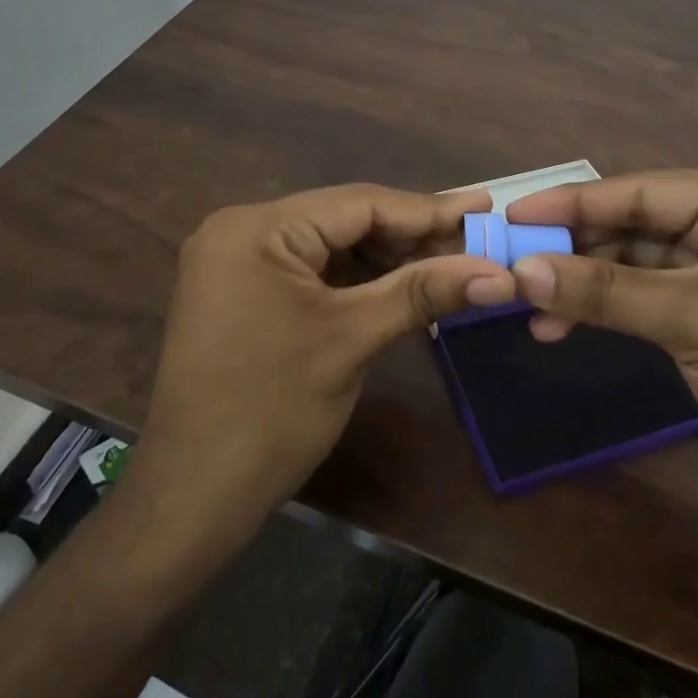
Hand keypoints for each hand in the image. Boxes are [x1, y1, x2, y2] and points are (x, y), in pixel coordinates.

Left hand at [136, 184, 515, 531]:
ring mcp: (240, 263)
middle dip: (412, 236)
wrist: (197, 493)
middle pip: (345, 221)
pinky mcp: (247, 293)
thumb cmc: (272, 411)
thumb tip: (499, 274)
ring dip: (390, 259)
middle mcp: (242, 231)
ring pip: (333, 246)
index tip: (487, 208)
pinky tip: (405, 285)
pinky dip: (360, 280)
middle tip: (478, 243)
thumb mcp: (352, 340)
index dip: (428, 209)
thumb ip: (423, 292)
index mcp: (256, 229)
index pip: (358, 204)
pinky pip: (315, 272)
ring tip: (453, 264)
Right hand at [505, 170, 697, 534]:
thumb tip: (520, 269)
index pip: (647, 190)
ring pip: (642, 265)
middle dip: (578, 248)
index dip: (575, 203)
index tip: (513, 213)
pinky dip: (612, 310)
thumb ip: (605, 291)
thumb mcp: (696, 322)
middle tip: (513, 263)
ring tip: (530, 306)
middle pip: (641, 225)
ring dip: (588, 285)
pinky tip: (564, 325)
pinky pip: (655, 300)